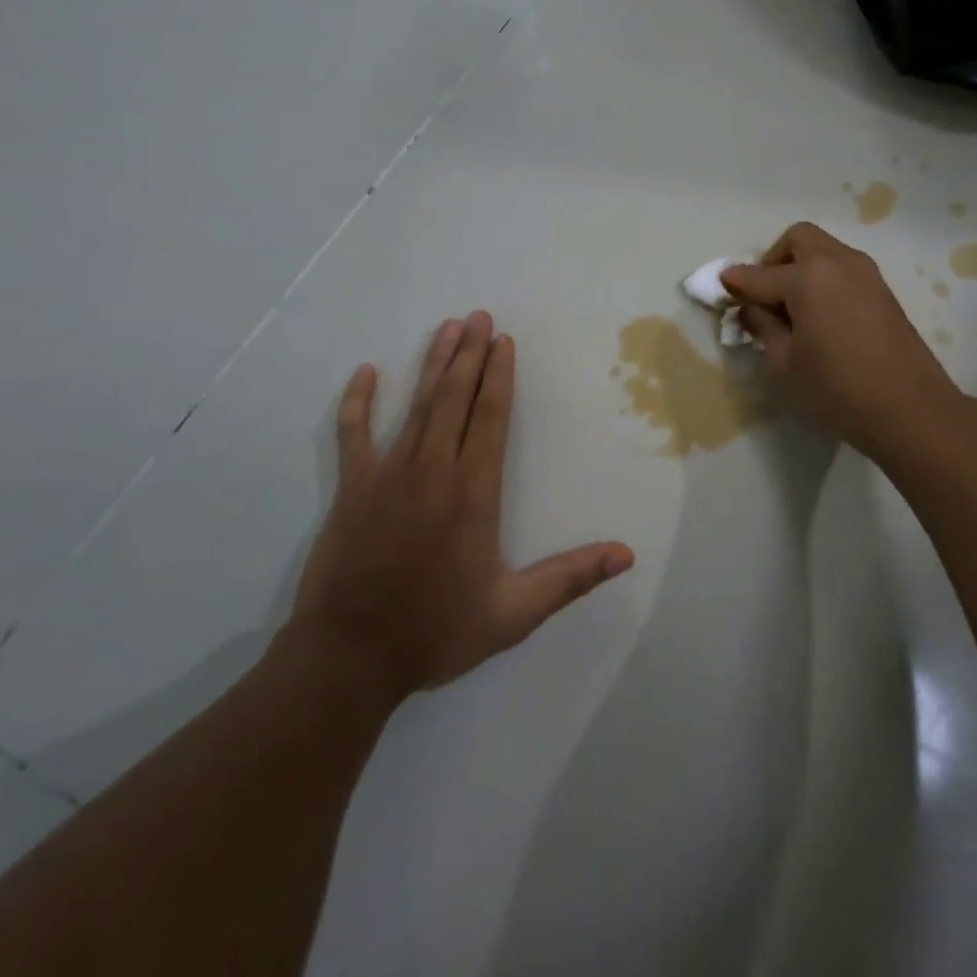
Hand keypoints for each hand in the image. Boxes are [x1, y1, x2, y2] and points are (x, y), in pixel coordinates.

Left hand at [290, 313, 634, 701]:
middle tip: (479, 316)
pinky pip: (353, 433)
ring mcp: (387, 474)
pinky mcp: (352, 488)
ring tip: (448, 328)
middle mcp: (433, 470)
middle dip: (470, 354)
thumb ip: (570, 578)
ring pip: (416, 405)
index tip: (504, 341)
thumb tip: (626, 555)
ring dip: (433, 364)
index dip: (499, 375)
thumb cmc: (435, 632)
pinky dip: (358, 401)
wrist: (349, 659)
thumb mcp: (514, 613)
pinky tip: (366, 372)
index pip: (490, 417)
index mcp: (473, 492)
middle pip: (454, 397)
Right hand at [722, 224, 965, 461]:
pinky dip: (824, 279)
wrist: (911, 410)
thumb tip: (751, 308)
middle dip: (773, 260)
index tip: (720, 290)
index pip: (758, 274)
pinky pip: (842, 269)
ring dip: (801, 267)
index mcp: (807, 276)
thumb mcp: (783, 364)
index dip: (735, 283)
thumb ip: (762, 327)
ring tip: (792, 308)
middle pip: (798, 239)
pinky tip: (820, 315)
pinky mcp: (883, 290)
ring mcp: (865, 273)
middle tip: (765, 295)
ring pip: (824, 250)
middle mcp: (837, 262)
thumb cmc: (836, 389)